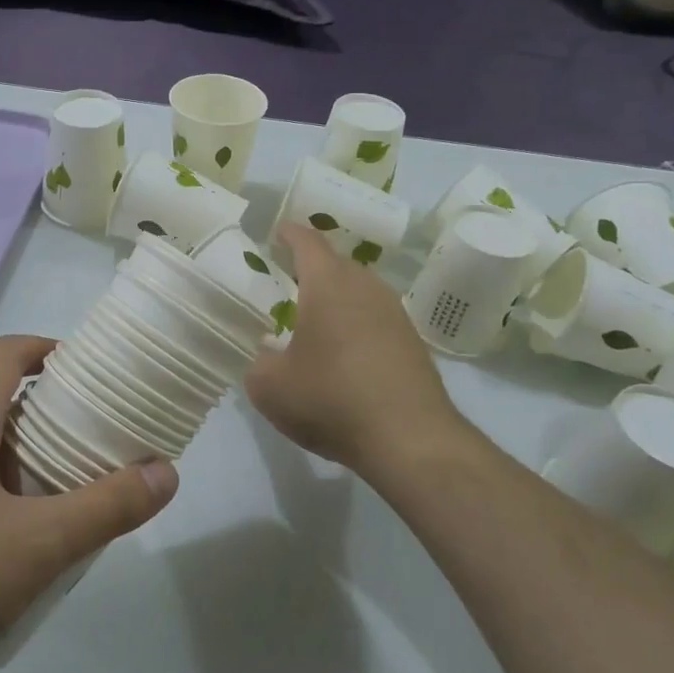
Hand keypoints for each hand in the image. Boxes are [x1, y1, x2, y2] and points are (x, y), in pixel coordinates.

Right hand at [246, 225, 470, 479]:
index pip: (308, 242)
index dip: (290, 234)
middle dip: (313, 269)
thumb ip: (260, 364)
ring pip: (360, 292)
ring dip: (338, 299)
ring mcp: (395, 314)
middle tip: (289, 283)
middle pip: (337, 265)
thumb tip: (269, 356)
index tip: (278, 233)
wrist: (409, 439)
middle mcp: (366, 288)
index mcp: (328, 285)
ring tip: (316, 320)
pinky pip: (376, 319)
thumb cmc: (331, 399)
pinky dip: (357, 326)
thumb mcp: (271, 388)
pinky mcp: (412, 343)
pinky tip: (345, 355)